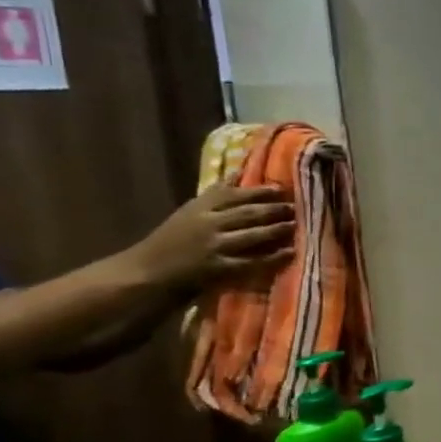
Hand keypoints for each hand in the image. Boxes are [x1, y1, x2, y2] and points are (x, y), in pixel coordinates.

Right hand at [130, 184, 294, 289]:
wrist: (145, 271)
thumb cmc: (172, 239)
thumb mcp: (190, 211)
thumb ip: (217, 193)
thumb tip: (241, 170)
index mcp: (199, 208)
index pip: (233, 195)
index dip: (259, 191)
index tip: (281, 188)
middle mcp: (207, 224)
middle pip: (246, 213)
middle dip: (273, 209)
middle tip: (295, 206)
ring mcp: (213, 246)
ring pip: (251, 235)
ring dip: (276, 229)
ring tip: (295, 224)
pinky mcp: (217, 268)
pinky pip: (251, 262)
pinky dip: (272, 257)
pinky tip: (289, 253)